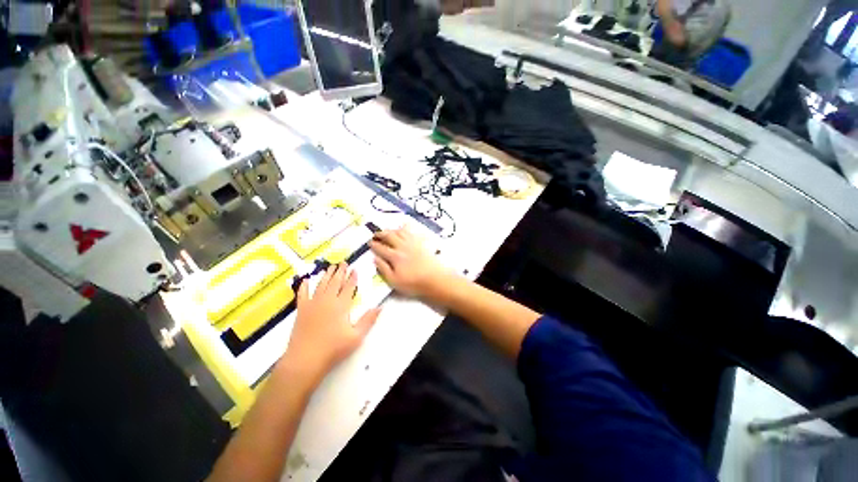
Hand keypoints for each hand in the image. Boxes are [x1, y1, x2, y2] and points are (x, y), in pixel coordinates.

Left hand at [282, 264, 380, 381]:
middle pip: (335, 282)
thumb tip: (380, 307)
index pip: (349, 287)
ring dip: (327, 275)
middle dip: (340, 271)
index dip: (352, 278)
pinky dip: (304, 286)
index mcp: (341, 305)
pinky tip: (306, 280)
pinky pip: (302, 294)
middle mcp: (327, 300)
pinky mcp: (301, 310)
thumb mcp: (356, 336)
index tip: (355, 269)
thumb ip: (368, 320)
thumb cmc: (333, 349)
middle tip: (343, 262)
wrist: (305, 360)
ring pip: (321, 284)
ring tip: (331, 266)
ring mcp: (312, 304)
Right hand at [369, 227, 453, 297]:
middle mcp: (402, 246)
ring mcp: (412, 243)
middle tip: (375, 234)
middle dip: (380, 234)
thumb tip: (375, 258)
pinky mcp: (421, 242)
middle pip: (389, 236)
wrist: (435, 279)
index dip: (373, 244)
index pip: (381, 248)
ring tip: (387, 231)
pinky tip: (404, 226)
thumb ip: (383, 269)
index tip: (369, 243)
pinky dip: (405, 227)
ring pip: (399, 231)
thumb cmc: (413, 283)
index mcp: (394, 256)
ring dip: (391, 230)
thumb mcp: (394, 281)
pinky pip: (411, 231)